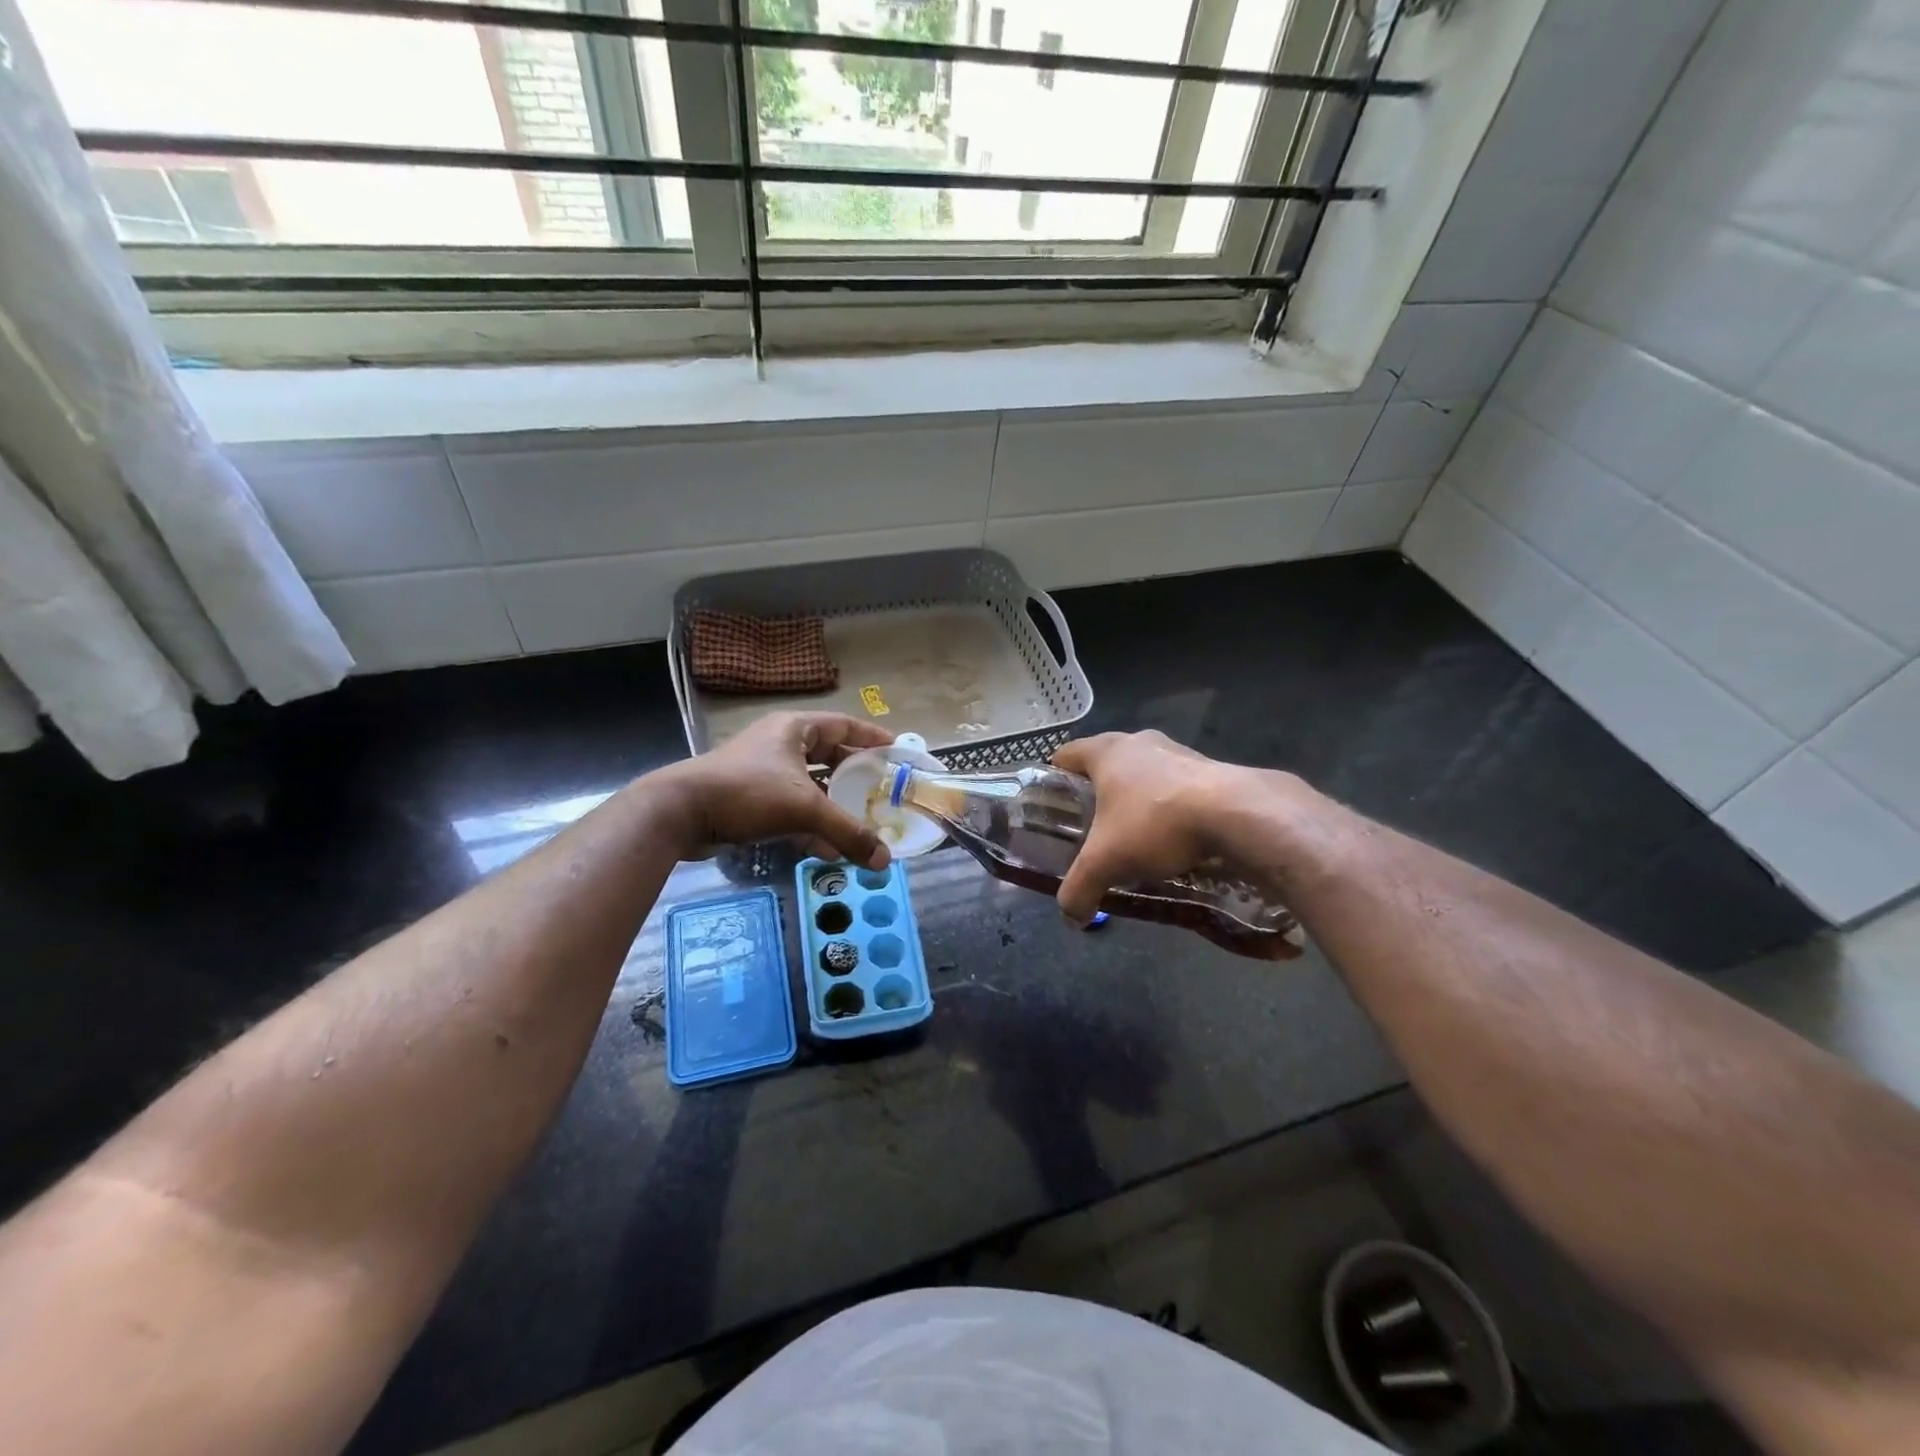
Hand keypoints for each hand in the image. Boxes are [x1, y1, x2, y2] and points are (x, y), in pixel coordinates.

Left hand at [666, 711, 894, 867]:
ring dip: (834, 806)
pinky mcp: (750, 798)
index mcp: (795, 729)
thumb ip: (847, 832)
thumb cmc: (747, 793)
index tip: (897, 752)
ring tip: (861, 824)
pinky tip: (828, 849)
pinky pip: (791, 807)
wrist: (680, 812)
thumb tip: (884, 860)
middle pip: (829, 756)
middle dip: (855, 777)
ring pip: (810, 786)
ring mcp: (763, 771)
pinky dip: (810, 825)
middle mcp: (780, 744)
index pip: (844, 725)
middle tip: (882, 792)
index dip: (872, 738)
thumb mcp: (804, 809)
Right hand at [1050, 731, 1244, 923]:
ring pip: (1143, 773)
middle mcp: (1138, 741)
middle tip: (1092, 830)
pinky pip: (1175, 785)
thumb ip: (1080, 887)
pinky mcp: (1208, 766)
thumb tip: (1070, 917)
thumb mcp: (1106, 862)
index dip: (1054, 780)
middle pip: (1105, 764)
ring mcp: (1176, 749)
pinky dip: (1169, 805)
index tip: (1053, 809)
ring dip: (1136, 799)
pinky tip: (1174, 838)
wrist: (1236, 814)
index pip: (1065, 755)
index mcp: (1105, 751)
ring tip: (1135, 837)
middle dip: (1097, 795)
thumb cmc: (1155, 823)